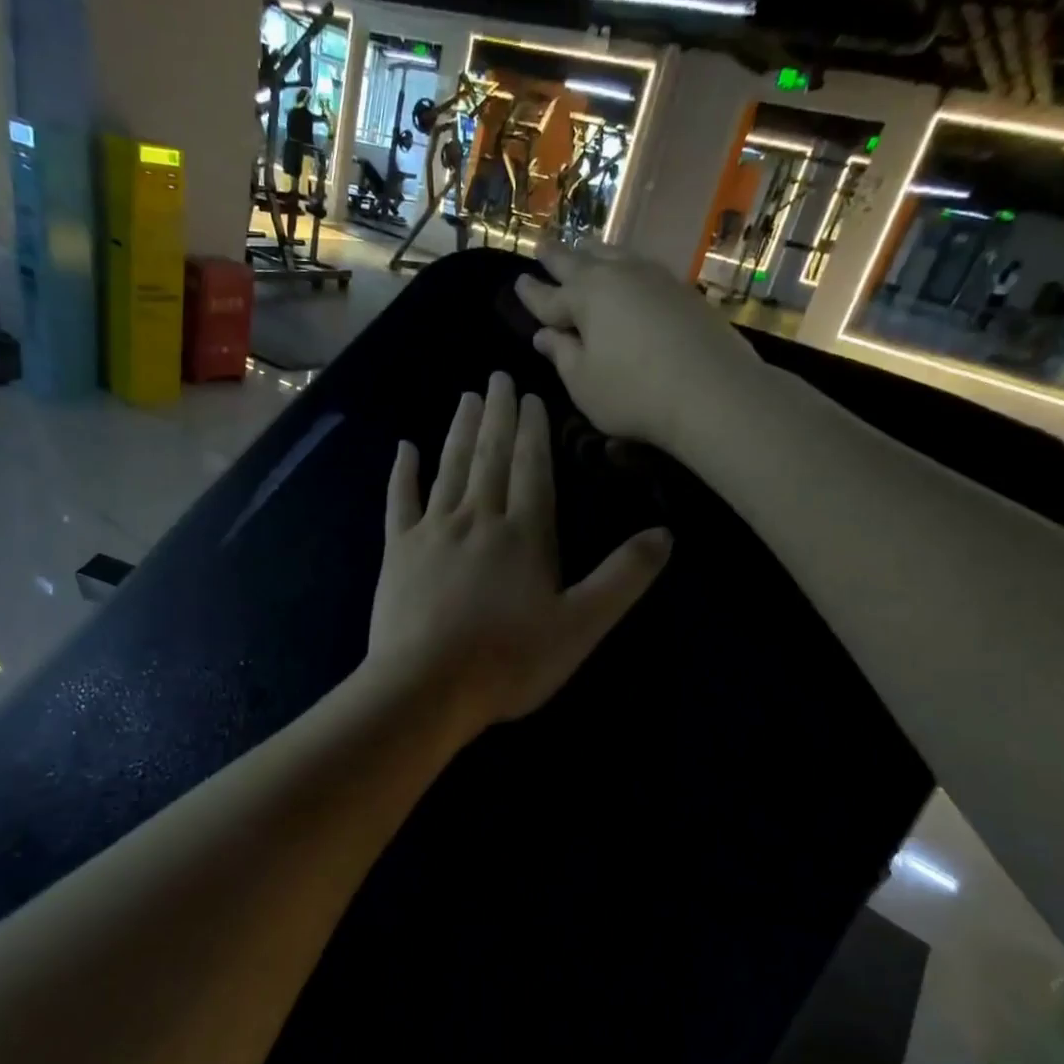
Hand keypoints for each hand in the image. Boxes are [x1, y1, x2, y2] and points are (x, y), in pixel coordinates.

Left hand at [365, 371, 670, 738]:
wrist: (426, 686)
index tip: (531, 395)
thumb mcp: (581, 626)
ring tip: (466, 397)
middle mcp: (478, 519)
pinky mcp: (398, 551)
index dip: (533, 430)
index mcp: (525, 533)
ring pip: (449, 468)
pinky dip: (403, 472)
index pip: (532, 468)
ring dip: (459, 431)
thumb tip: (666, 534)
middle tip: (497, 376)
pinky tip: (404, 448)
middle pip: (490, 456)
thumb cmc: (510, 661)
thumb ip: (623, 578)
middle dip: (497, 415)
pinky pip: (400, 501)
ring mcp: (433, 531)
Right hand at [514, 241, 764, 453]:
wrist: (712, 390)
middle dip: (557, 256)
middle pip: (579, 263)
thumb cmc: (633, 393)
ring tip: (583, 246)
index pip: (548, 296)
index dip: (530, 293)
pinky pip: (641, 267)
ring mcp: (654, 279)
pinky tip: (628, 270)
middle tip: (542, 244)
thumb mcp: (584, 383)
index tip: (518, 281)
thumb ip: (562, 355)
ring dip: (593, 251)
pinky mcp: (682, 290)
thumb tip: (544, 335)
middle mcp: (617, 277)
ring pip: (614, 255)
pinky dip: (624, 264)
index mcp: (584, 298)